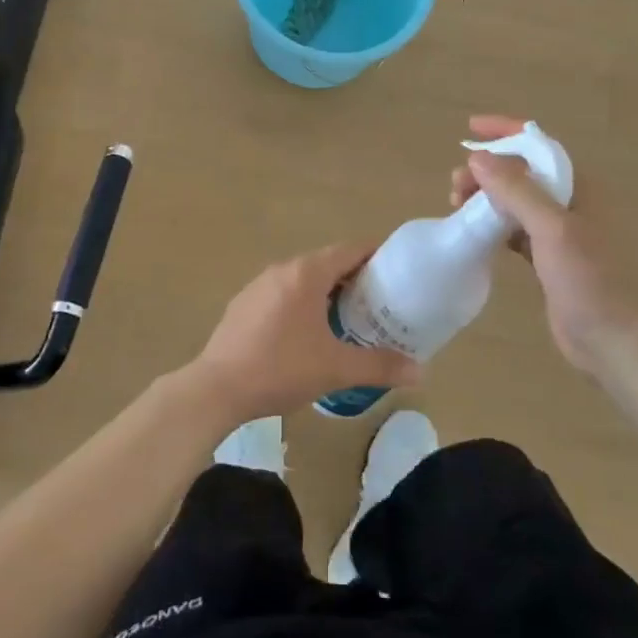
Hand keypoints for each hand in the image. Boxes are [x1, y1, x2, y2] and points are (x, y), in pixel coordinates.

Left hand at [188, 243, 421, 422]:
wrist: (217, 388)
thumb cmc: (281, 369)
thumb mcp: (336, 369)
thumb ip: (380, 366)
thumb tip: (421, 371)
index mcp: (306, 273)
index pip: (350, 250)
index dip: (376, 255)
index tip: (398, 270)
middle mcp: (282, 269)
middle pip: (327, 263)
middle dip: (354, 278)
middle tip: (380, 302)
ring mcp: (258, 285)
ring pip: (303, 279)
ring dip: (327, 292)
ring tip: (348, 319)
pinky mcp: (243, 304)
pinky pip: (282, 294)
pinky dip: (302, 304)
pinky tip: (307, 334)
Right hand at [449, 116, 637, 374]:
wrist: (612, 339)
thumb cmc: (588, 280)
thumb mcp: (552, 230)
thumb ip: (516, 191)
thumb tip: (478, 158)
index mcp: (577, 187)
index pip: (538, 144)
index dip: (505, 130)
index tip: (470, 129)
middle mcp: (568, 203)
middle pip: (521, 171)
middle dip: (486, 170)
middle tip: (456, 187)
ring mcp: (558, 232)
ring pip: (514, 200)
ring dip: (485, 196)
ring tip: (457, 206)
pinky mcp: (547, 258)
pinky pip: (513, 229)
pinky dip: (492, 224)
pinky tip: (474, 233)